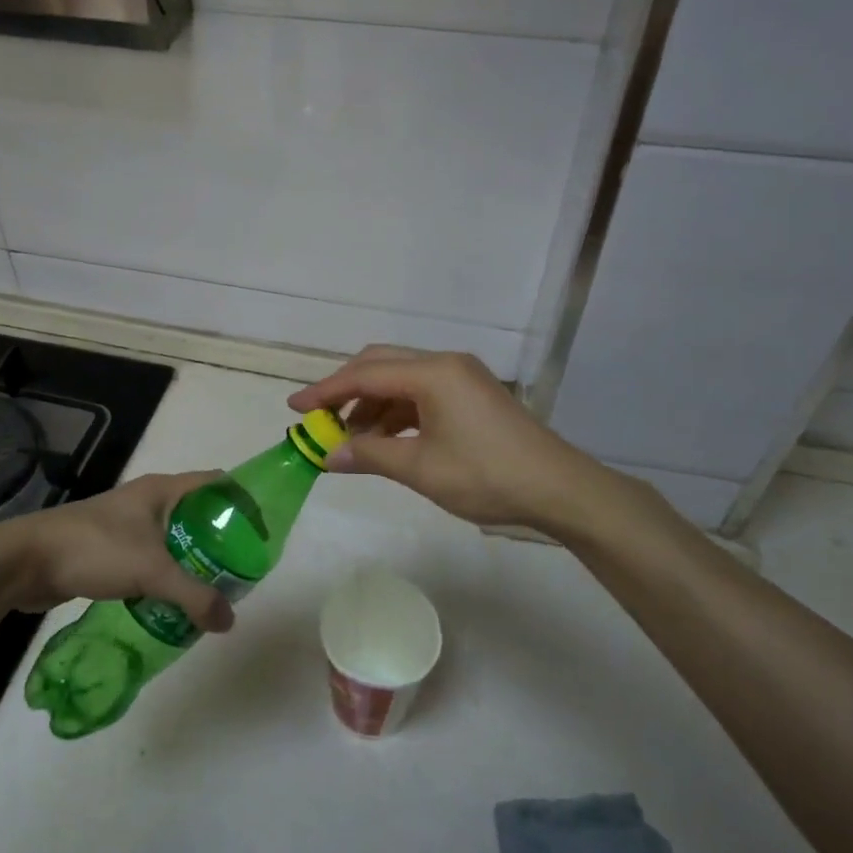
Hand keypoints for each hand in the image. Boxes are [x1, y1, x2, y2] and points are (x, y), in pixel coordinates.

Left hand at [0, 471, 234, 631]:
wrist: (26, 561)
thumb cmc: (94, 549)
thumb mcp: (151, 571)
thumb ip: (194, 596)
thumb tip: (229, 622)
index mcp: (162, 489)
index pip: (216, 483)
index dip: (242, 500)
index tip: (261, 531)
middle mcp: (148, 500)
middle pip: (198, 513)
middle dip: (221, 539)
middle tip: (242, 570)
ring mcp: (127, 524)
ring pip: (174, 539)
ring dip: (194, 561)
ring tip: (215, 590)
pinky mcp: (111, 549)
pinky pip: (152, 558)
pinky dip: (168, 576)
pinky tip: (175, 602)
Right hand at [288, 346, 605, 530]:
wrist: (558, 488)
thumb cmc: (486, 476)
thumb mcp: (420, 468)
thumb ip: (369, 455)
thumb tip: (327, 456)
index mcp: (432, 372)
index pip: (364, 374)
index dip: (325, 391)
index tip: (294, 408)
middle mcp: (445, 364)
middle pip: (380, 365)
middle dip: (345, 391)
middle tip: (318, 420)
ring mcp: (461, 377)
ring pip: (400, 380)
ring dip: (371, 405)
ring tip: (349, 440)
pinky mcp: (471, 395)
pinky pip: (420, 394)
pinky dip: (395, 413)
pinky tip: (383, 440)